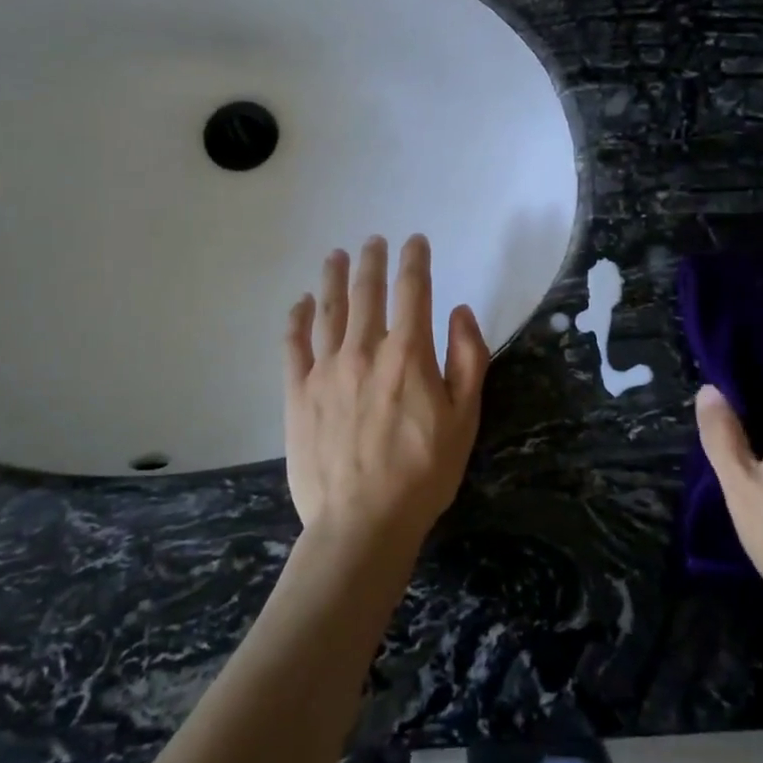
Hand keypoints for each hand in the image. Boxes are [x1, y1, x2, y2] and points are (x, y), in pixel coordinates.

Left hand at [284, 234, 490, 563]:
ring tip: (336, 256)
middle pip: (367, 292)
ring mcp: (325, 370)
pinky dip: (298, 319)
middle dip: (372, 261)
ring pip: (329, 310)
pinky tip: (301, 303)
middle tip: (374, 241)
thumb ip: (468, 358)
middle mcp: (364, 350)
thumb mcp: (466, 417)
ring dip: (333, 278)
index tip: (415, 241)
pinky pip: (294, 345)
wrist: (362, 522)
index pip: (412, 290)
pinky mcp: (298, 393)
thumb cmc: (423, 472)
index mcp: (408, 354)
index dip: (415, 260)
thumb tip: (459, 311)